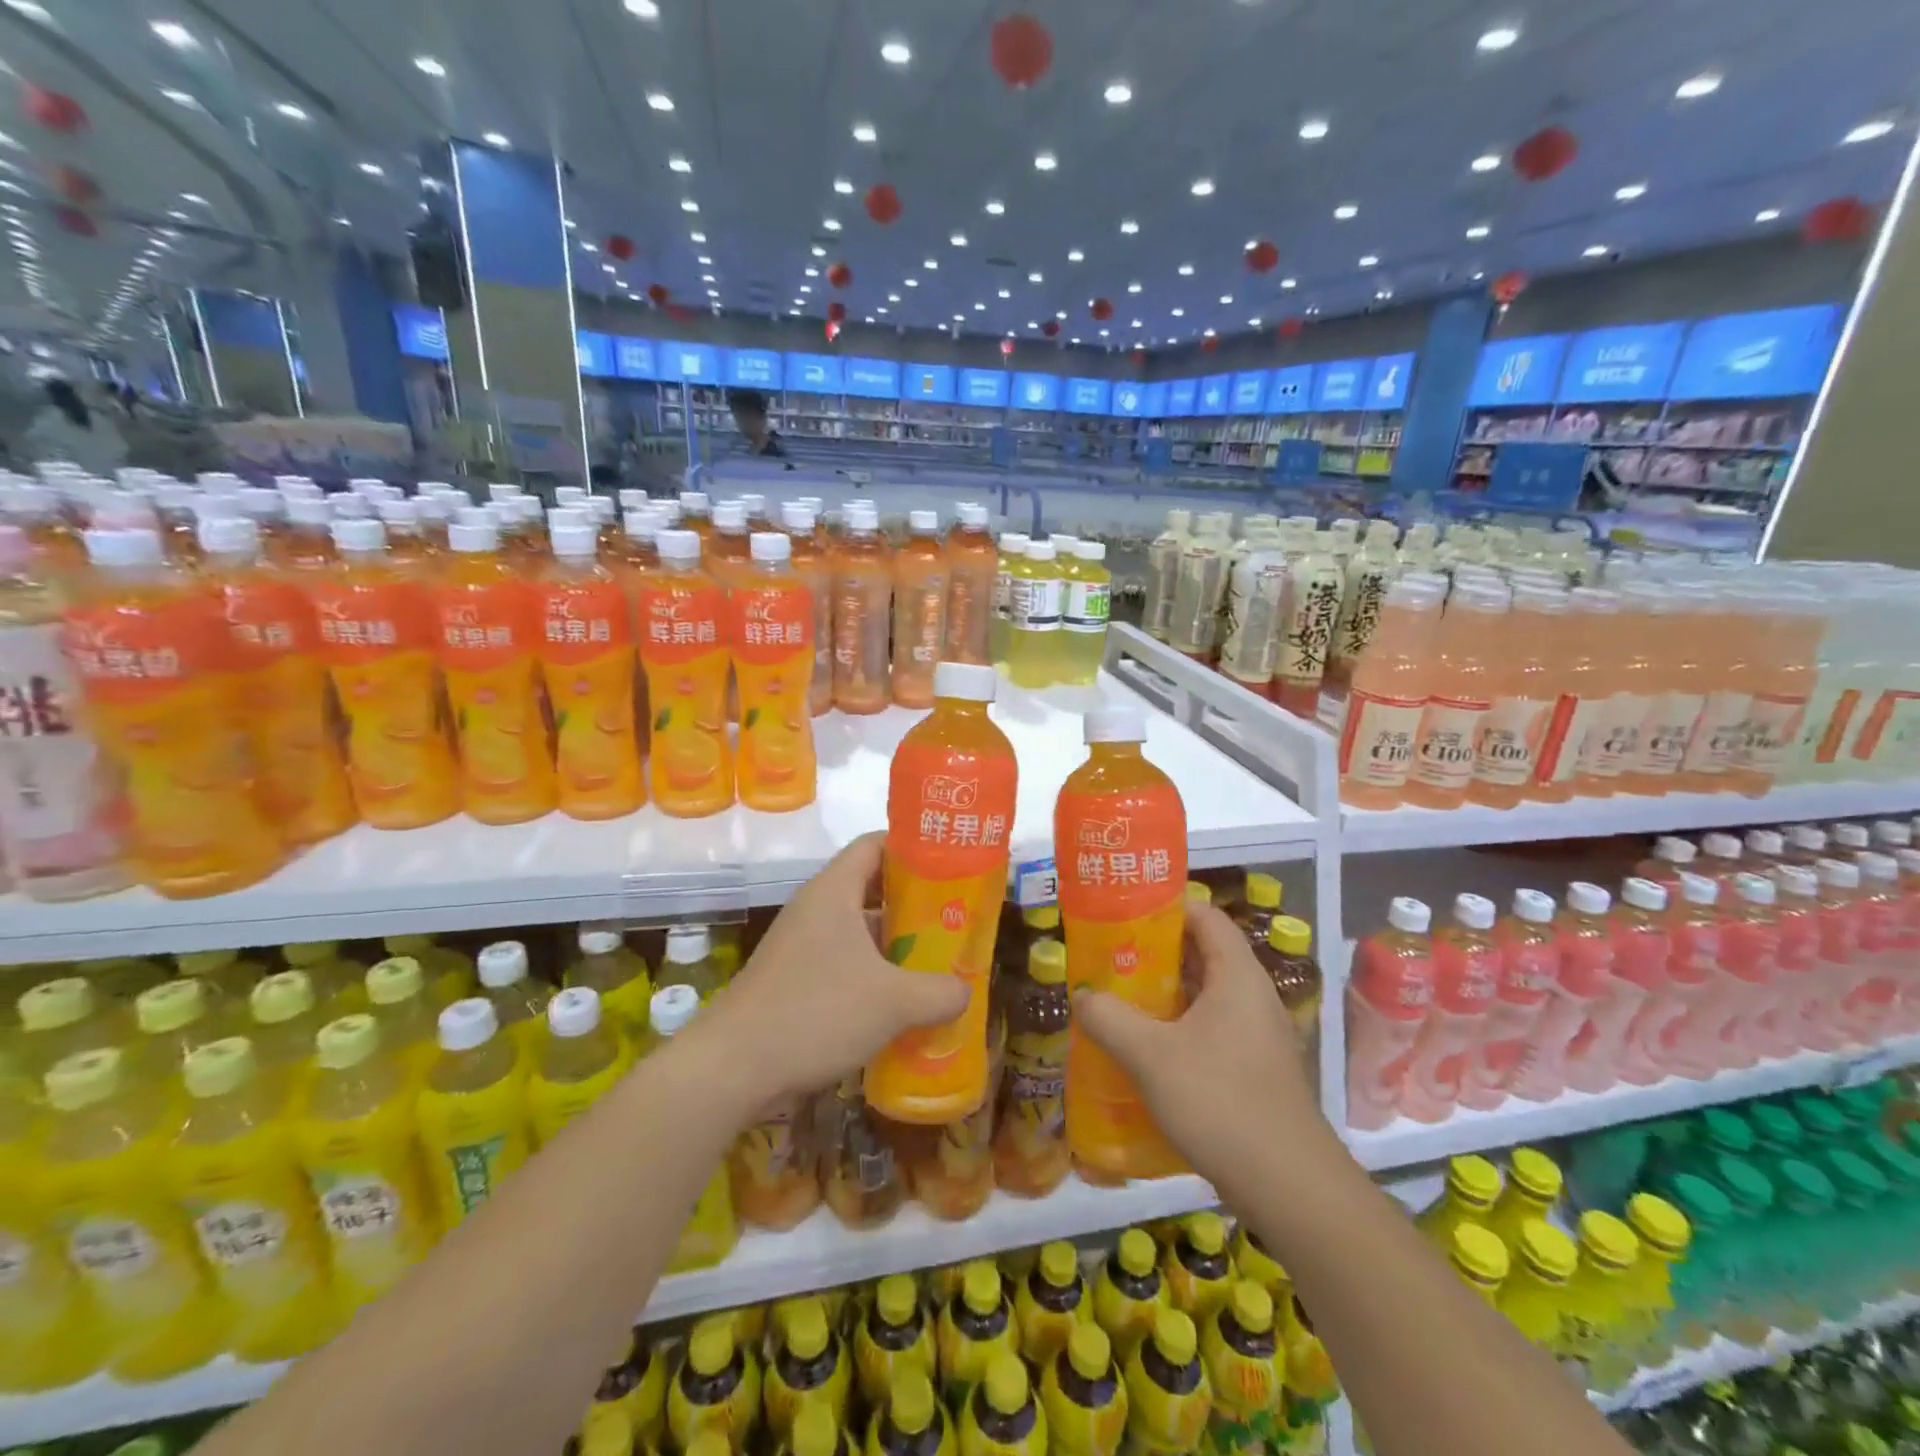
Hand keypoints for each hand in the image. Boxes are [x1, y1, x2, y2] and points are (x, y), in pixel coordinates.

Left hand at [696, 832, 969, 1114]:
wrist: (732, 1067)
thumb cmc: (816, 1012)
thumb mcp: (893, 1002)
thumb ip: (939, 992)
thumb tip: (965, 991)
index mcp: (835, 891)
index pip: (876, 844)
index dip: (913, 848)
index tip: (950, 865)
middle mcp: (817, 909)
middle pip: (872, 888)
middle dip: (915, 904)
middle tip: (955, 920)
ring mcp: (802, 945)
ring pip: (860, 931)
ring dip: (896, 946)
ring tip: (938, 964)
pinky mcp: (795, 979)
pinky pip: (844, 963)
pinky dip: (874, 975)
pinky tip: (901, 1004)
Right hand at [1072, 900, 1342, 1195]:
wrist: (1288, 1188)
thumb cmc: (1220, 1101)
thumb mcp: (1149, 1055)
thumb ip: (1109, 1018)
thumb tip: (1082, 996)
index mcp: (1237, 975)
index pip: (1205, 917)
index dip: (1165, 909)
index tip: (1124, 918)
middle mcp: (1253, 997)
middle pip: (1202, 955)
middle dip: (1154, 955)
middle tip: (1110, 962)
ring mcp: (1259, 1037)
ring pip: (1205, 997)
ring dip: (1163, 997)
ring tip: (1119, 1004)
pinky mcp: (1256, 1071)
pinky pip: (1212, 1032)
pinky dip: (1178, 1031)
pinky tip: (1146, 1055)